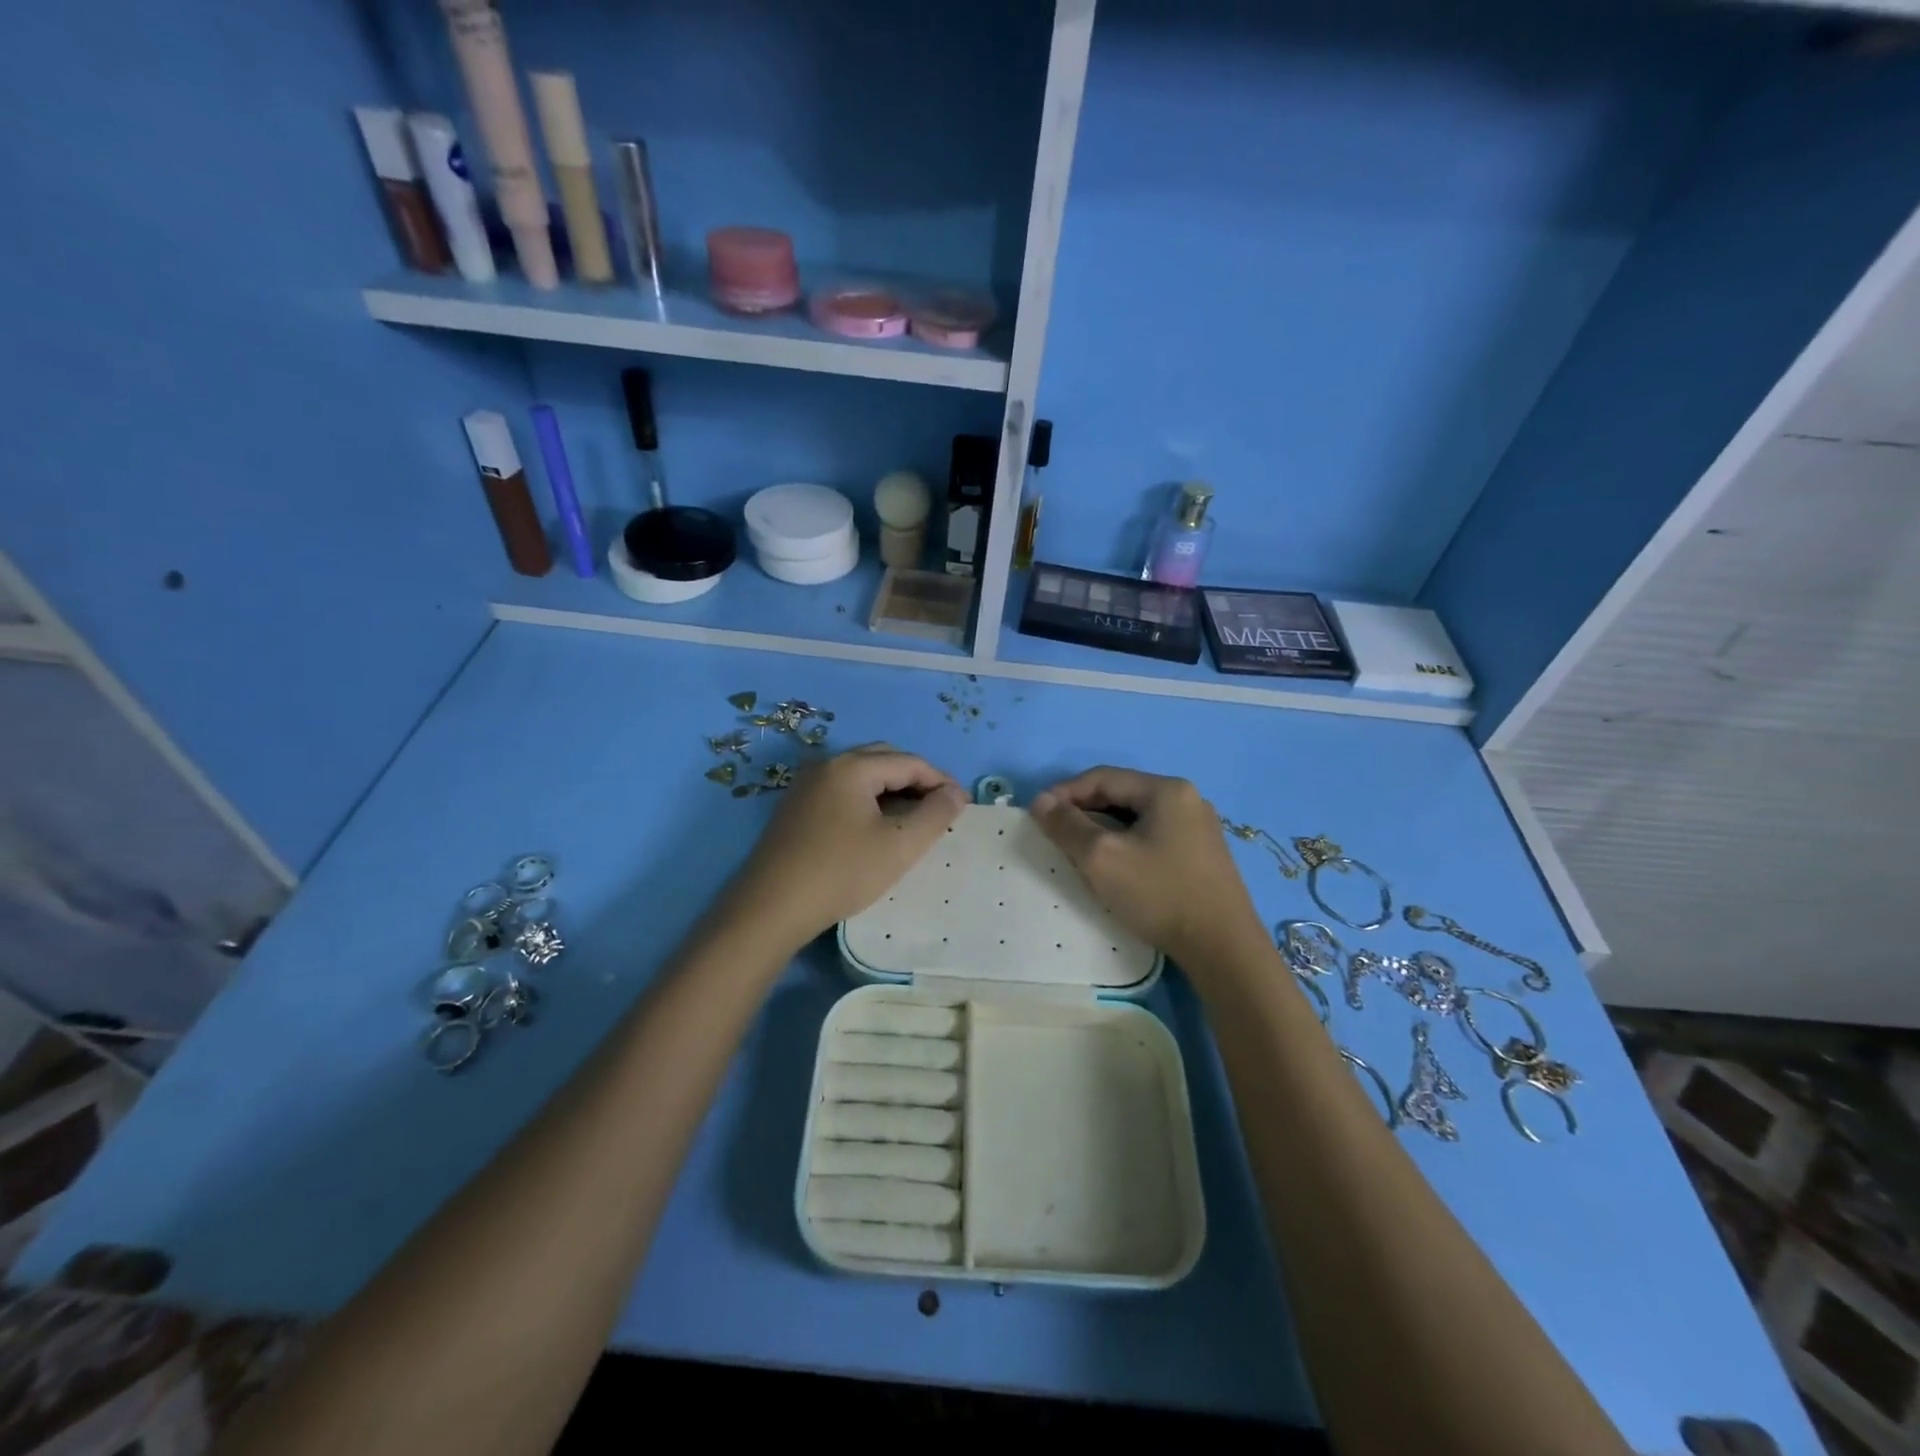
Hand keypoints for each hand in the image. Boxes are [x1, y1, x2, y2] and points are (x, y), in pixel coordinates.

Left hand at [730, 744, 967, 948]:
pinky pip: (842, 791)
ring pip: (861, 776)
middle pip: (884, 759)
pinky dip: (868, 800)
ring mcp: (806, 785)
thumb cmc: (842, 872)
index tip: (962, 806)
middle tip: (939, 809)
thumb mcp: (899, 845)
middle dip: (916, 780)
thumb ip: (935, 815)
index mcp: (852, 766)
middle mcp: (827, 765)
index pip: (909, 762)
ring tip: (913, 819)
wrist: (771, 907)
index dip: (941, 781)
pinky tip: (876, 828)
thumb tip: (956, 794)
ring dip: (892, 790)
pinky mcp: (796, 808)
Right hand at [1031, 767, 1265, 968]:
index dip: (1065, 792)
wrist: (1223, 949)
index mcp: (1166, 790)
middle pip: (1121, 794)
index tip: (1038, 816)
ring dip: (1104, 830)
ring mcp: (1199, 827)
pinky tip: (1116, 868)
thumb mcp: (1101, 858)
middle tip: (1057, 836)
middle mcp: (1187, 799)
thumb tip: (1041, 801)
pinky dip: (1127, 844)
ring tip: (1080, 853)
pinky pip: (1154, 836)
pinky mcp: (1203, 854)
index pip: (1102, 777)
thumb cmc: (1160, 894)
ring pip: (1136, 818)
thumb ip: (1067, 826)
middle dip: (1084, 812)